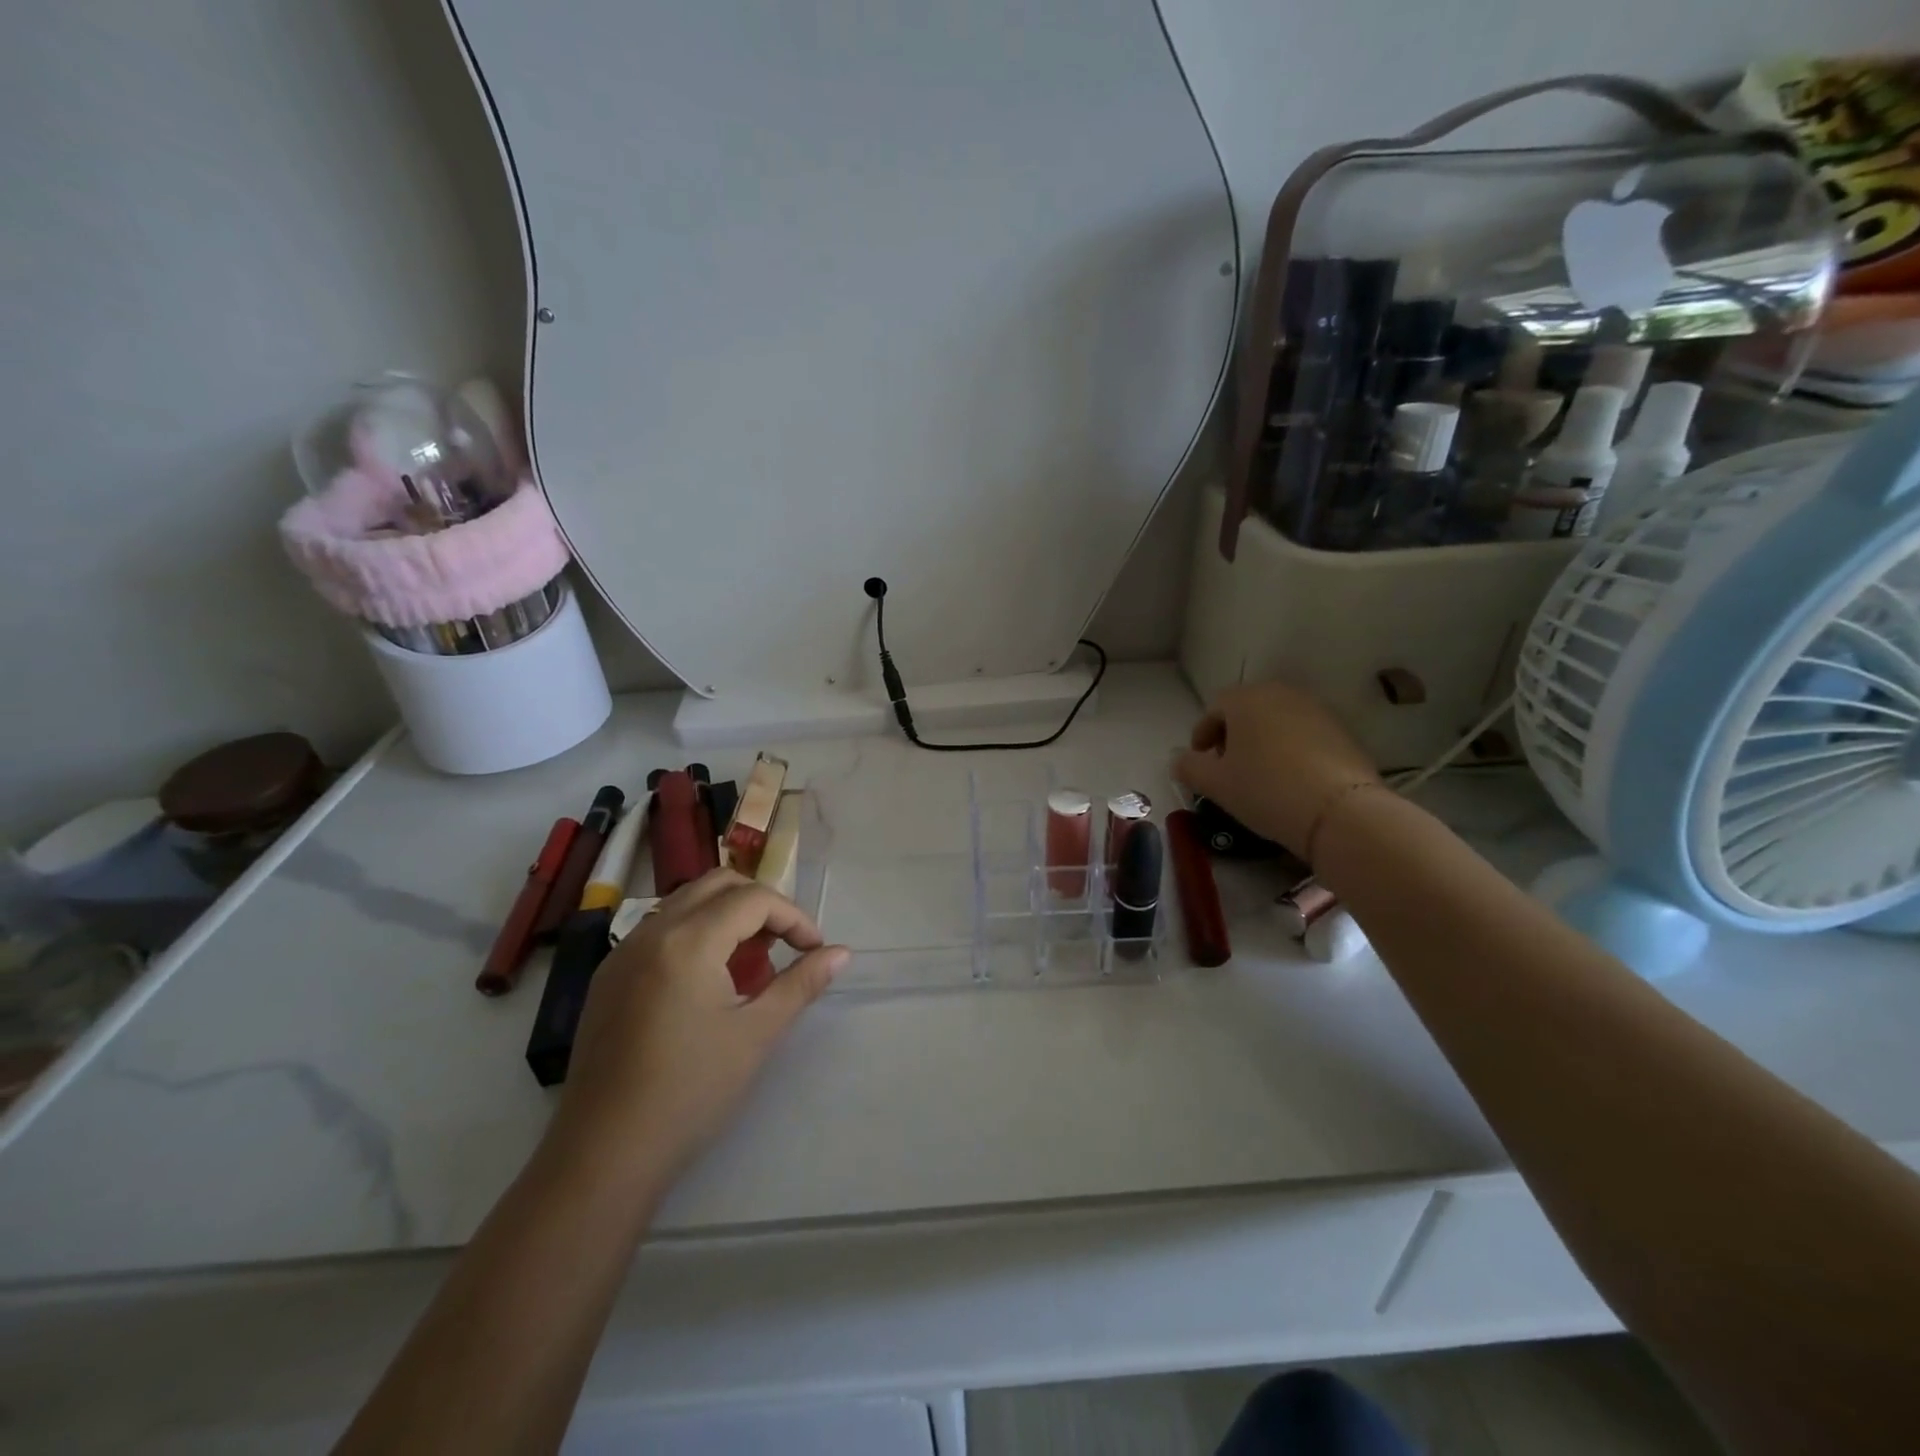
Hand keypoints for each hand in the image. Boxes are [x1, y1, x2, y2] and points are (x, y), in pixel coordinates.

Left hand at [549, 869, 849, 1181]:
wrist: (603, 1154)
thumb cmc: (690, 1092)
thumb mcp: (757, 1035)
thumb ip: (801, 984)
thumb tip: (842, 953)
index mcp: (688, 941)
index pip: (753, 899)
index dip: (793, 917)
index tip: (814, 950)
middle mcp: (651, 932)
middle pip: (717, 884)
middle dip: (760, 904)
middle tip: (784, 944)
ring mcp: (622, 953)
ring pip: (685, 903)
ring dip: (726, 916)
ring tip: (750, 963)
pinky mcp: (608, 977)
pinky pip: (660, 930)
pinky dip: (695, 934)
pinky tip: (708, 982)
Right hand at [1174, 682, 1381, 859]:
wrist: (1339, 812)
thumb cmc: (1265, 789)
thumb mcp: (1214, 783)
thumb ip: (1188, 767)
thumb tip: (1179, 760)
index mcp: (1246, 699)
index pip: (1214, 708)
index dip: (1202, 734)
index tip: (1200, 760)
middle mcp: (1281, 694)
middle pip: (1247, 710)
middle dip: (1233, 735)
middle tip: (1227, 766)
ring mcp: (1316, 710)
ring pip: (1277, 721)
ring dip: (1262, 741)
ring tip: (1259, 774)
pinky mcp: (1342, 731)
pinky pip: (1304, 735)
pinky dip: (1290, 750)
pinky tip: (1289, 779)